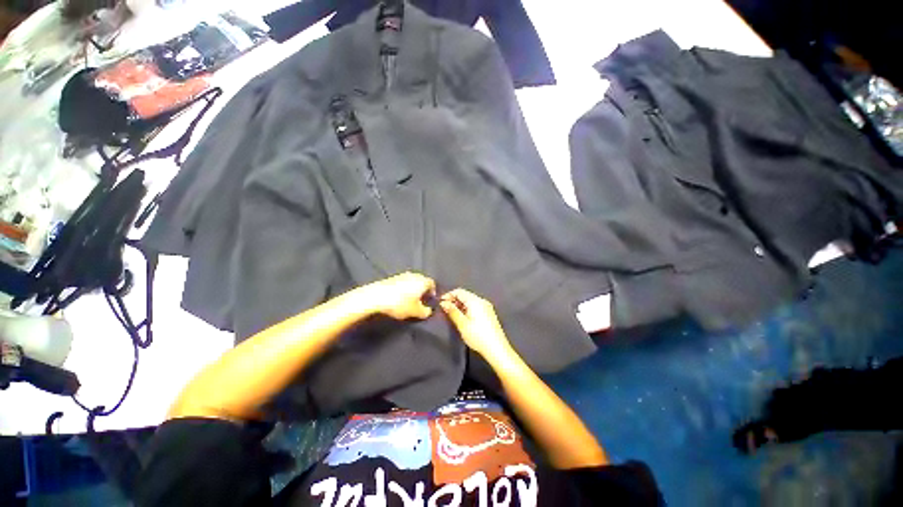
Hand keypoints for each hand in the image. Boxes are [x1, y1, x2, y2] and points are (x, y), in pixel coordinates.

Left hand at [364, 272, 435, 319]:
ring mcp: (402, 275)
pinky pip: (403, 283)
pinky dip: (404, 289)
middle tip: (421, 300)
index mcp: (423, 281)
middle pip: (422, 281)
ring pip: (412, 281)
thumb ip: (425, 312)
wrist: (376, 296)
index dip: (433, 292)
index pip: (432, 284)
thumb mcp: (416, 312)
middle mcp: (415, 275)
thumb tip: (428, 310)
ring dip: (413, 289)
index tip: (430, 300)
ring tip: (410, 300)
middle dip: (423, 290)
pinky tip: (399, 297)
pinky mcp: (392, 277)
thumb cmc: (400, 303)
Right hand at [439, 288, 513, 359]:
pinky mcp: (489, 314)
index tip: (440, 303)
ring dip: (460, 305)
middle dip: (454, 300)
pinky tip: (463, 318)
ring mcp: (487, 307)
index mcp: (475, 301)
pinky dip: (467, 309)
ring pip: (470, 301)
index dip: (448, 295)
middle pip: (465, 295)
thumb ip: (452, 312)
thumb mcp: (462, 324)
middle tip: (445, 310)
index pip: (459, 291)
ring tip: (452, 315)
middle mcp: (482, 301)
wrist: (497, 349)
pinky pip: (475, 306)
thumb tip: (443, 303)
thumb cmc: (478, 336)